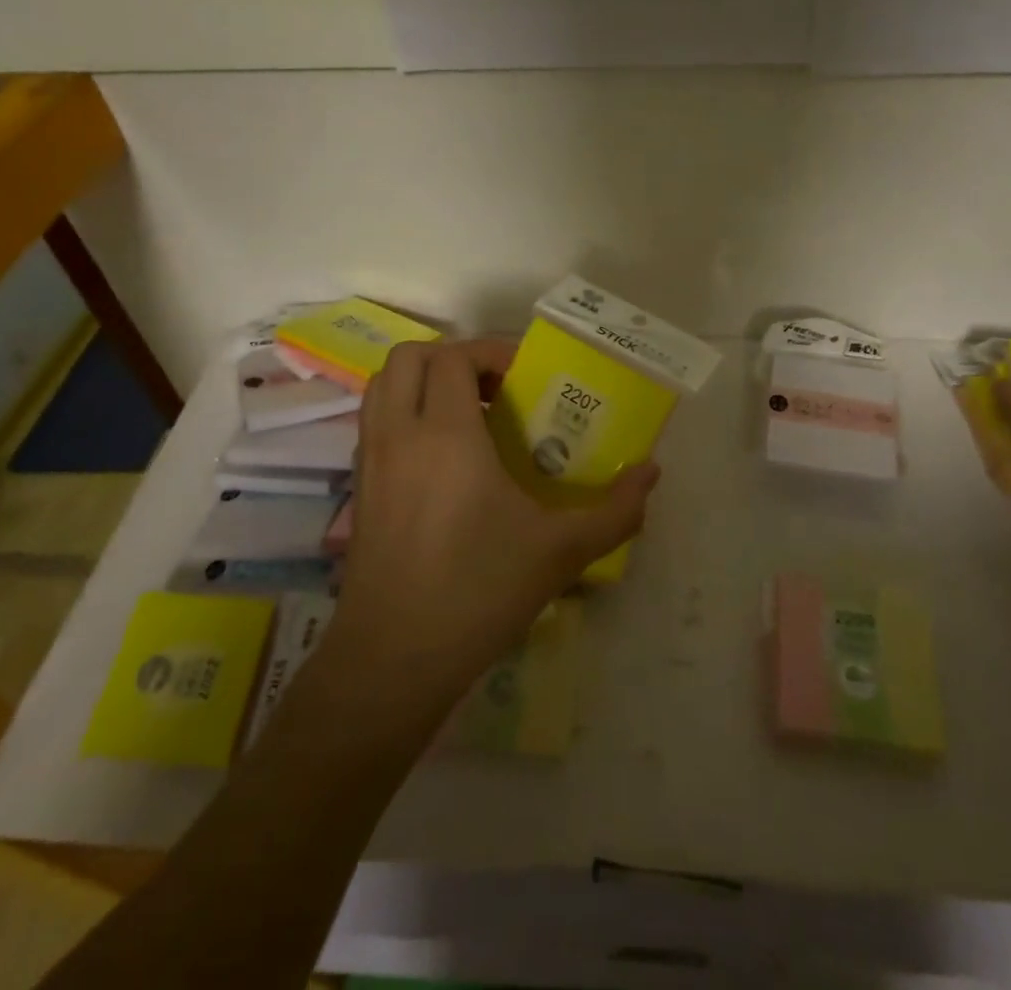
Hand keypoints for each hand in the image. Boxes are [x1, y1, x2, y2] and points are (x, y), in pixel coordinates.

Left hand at [330, 338, 659, 707]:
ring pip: (383, 385)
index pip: (454, 357)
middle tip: (495, 386)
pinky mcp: (359, 489)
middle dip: (453, 357)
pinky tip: (443, 456)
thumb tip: (651, 472)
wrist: (395, 659)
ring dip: (423, 380)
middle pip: (410, 358)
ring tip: (468, 411)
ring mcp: (371, 461)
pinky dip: (404, 411)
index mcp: (445, 435)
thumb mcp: (561, 550)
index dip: (490, 350)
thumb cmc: (480, 591)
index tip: (525, 374)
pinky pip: (375, 421)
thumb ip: (614, 510)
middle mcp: (400, 435)